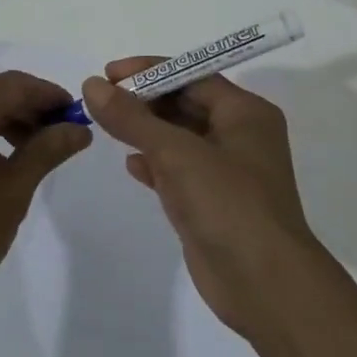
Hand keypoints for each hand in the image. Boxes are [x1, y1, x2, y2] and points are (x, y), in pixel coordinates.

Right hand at [81, 59, 321, 337]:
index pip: (192, 75)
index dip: (149, 71)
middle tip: (103, 100)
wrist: (264, 285)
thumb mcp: (175, 152)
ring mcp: (227, 172)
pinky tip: (130, 165)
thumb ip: (131, 117)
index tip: (109, 74)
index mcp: (245, 113)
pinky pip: (178, 170)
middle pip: (185, 104)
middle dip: (145, 101)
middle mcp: (240, 136)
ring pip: (179, 138)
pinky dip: (154, 164)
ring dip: (145, 131)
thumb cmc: (227, 203)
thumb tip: (92, 85)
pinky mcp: (213, 203)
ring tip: (107, 127)